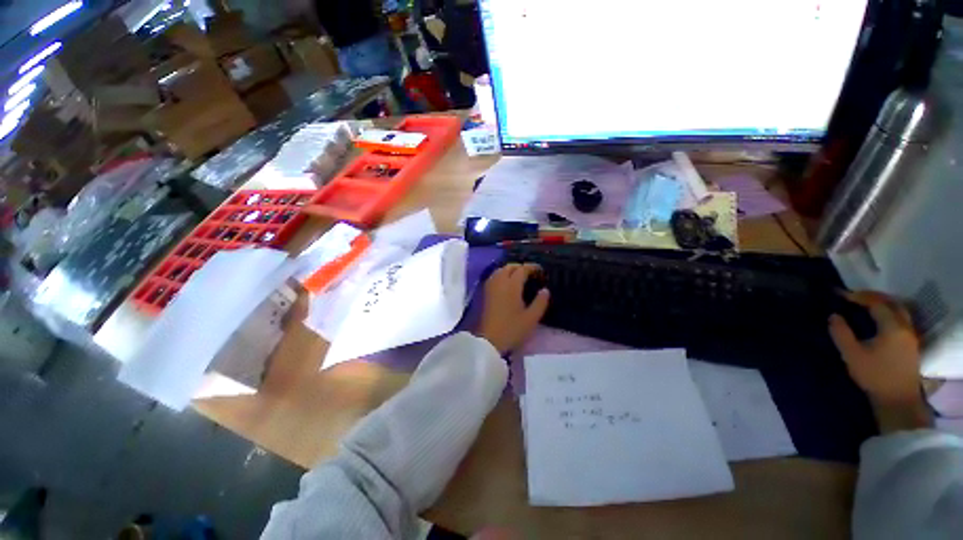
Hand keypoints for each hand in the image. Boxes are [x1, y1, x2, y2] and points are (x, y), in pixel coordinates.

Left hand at [476, 263, 549, 354]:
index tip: (541, 270)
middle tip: (531, 273)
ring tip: (519, 277)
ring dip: (510, 270)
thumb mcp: (531, 318)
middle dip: (520, 267)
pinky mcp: (485, 293)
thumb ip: (540, 302)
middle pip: (509, 267)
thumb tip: (545, 290)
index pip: (522, 269)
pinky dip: (501, 275)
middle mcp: (500, 282)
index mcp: (512, 285)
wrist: (489, 341)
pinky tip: (507, 284)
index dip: (532, 267)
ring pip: (500, 270)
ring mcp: (490, 287)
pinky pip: (494, 277)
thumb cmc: (512, 329)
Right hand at [829, 291, 929, 431]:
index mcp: (892, 327)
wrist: (897, 399)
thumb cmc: (874, 376)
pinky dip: (889, 312)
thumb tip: (833, 316)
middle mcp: (905, 326)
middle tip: (853, 296)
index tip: (841, 295)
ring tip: (865, 305)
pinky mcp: (910, 342)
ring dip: (882, 303)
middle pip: (892, 302)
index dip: (858, 297)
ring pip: (899, 309)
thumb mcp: (852, 355)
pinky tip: (878, 318)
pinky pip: (901, 318)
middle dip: (873, 296)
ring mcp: (910, 335)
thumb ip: (841, 333)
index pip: (876, 303)